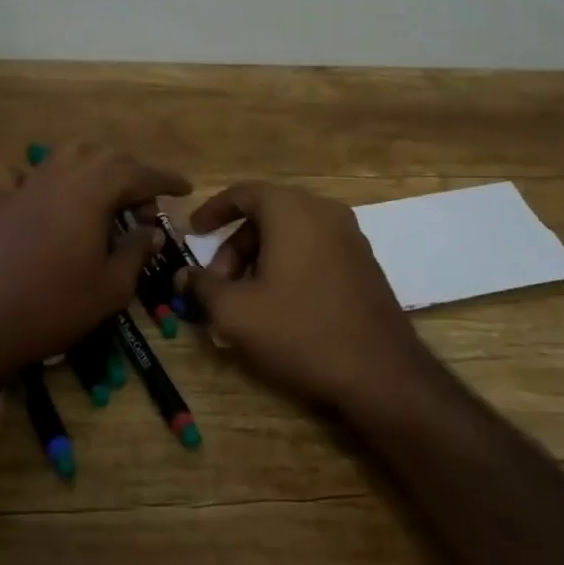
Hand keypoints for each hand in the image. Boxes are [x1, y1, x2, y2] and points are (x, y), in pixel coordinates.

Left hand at [0, 141, 190, 383]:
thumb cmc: (57, 305)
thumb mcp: (112, 286)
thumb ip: (136, 251)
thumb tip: (151, 231)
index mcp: (94, 191)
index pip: (140, 174)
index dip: (165, 180)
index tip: (185, 188)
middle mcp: (63, 175)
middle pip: (106, 156)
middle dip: (132, 172)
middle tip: (145, 205)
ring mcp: (29, 185)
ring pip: (68, 153)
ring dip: (93, 163)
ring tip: (106, 189)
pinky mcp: (4, 202)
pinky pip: (19, 172)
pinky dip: (35, 173)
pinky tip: (42, 188)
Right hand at [179, 182, 432, 413]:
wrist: (380, 372)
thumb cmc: (300, 331)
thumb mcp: (237, 313)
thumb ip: (203, 287)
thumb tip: (183, 275)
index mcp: (292, 210)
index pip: (244, 193)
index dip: (213, 210)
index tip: (193, 232)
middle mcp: (323, 211)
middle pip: (267, 214)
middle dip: (235, 246)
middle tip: (218, 284)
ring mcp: (349, 235)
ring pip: (291, 232)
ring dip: (260, 257)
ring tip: (245, 299)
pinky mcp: (363, 261)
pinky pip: (314, 248)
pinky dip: (288, 263)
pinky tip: (279, 304)